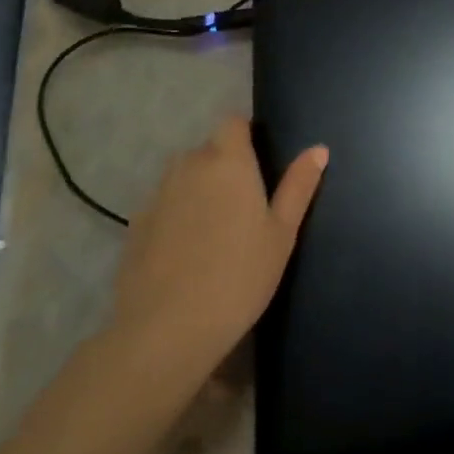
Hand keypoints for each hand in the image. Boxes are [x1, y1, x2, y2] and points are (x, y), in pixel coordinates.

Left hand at [108, 116, 327, 365]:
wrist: (165, 331)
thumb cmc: (239, 276)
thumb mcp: (281, 234)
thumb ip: (298, 186)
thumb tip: (319, 149)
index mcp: (228, 162)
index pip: (232, 122)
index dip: (245, 135)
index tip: (259, 163)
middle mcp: (189, 166)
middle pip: (208, 149)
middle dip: (224, 166)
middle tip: (244, 205)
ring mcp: (157, 195)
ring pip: (183, 176)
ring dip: (198, 189)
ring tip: (214, 229)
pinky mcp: (135, 225)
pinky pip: (163, 205)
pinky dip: (175, 216)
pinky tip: (185, 252)